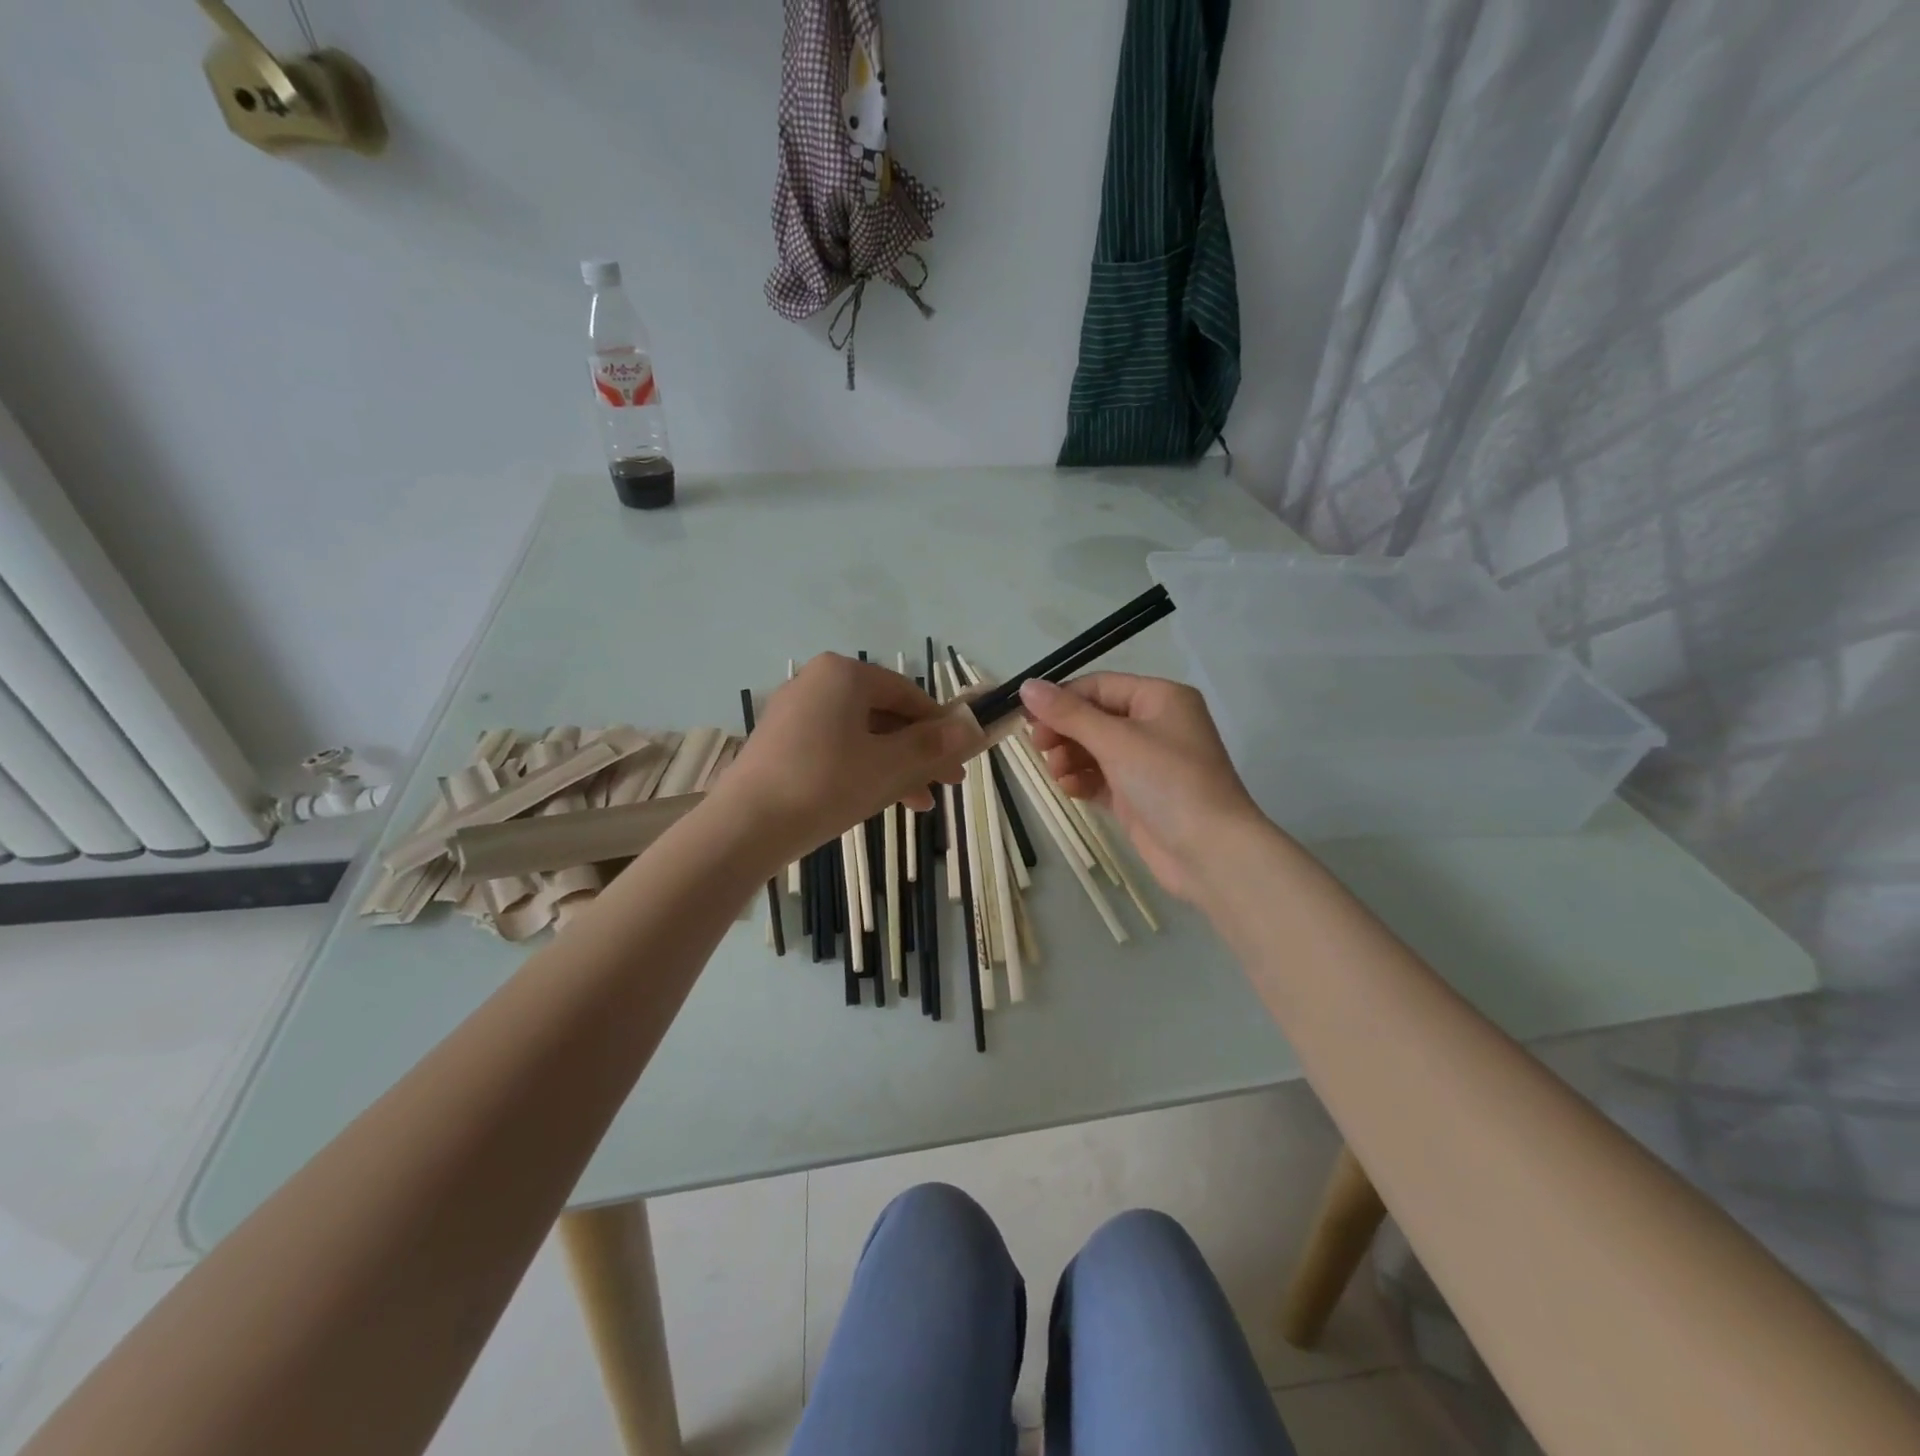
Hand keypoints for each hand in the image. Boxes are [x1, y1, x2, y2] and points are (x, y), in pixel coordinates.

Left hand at [713, 653, 979, 864]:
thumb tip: (971, 728)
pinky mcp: (778, 742)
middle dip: (917, 752)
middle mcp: (815, 682)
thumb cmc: (827, 785)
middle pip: (884, 715)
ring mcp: (792, 712)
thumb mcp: (891, 766)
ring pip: (860, 735)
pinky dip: (860, 769)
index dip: (940, 728)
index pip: (908, 694)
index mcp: (844, 674)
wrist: (745, 827)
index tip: (959, 762)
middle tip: (943, 786)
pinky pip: (833, 748)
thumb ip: (934, 745)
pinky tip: (876, 800)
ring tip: (915, 803)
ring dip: (893, 766)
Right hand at [1019, 674, 1265, 903]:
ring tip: (1057, 772)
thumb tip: (1027, 685)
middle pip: (1094, 717)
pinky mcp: (1138, 795)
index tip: (1027, 717)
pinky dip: (1082, 779)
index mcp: (1160, 698)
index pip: (1099, 686)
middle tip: (1038, 747)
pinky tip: (1068, 788)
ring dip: (1069, 757)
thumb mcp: (1116, 741)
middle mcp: (1155, 725)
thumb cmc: (1168, 782)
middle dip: (1064, 731)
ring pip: (1094, 749)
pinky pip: (1100, 777)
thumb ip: (1069, 714)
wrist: (1211, 853)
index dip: (1062, 699)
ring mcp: (1147, 762)